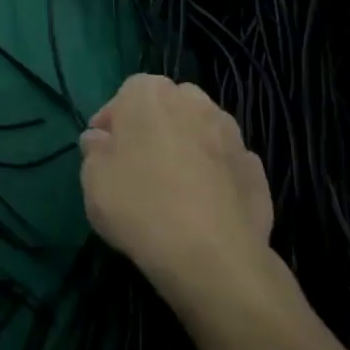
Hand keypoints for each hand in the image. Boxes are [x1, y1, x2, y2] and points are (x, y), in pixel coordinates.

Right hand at [80, 76, 276, 316]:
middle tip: (138, 164)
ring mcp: (232, 135)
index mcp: (150, 94)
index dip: (114, 121)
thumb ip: (95, 150)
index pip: (126, 93)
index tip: (104, 150)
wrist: (212, 256)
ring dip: (188, 149)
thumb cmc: (139, 204)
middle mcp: (195, 102)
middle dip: (154, 128)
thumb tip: (102, 141)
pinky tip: (203, 206)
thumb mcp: (92, 177)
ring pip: (201, 132)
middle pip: (169, 107)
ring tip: (173, 187)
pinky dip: (215, 176)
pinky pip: (225, 164)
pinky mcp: (257, 170)